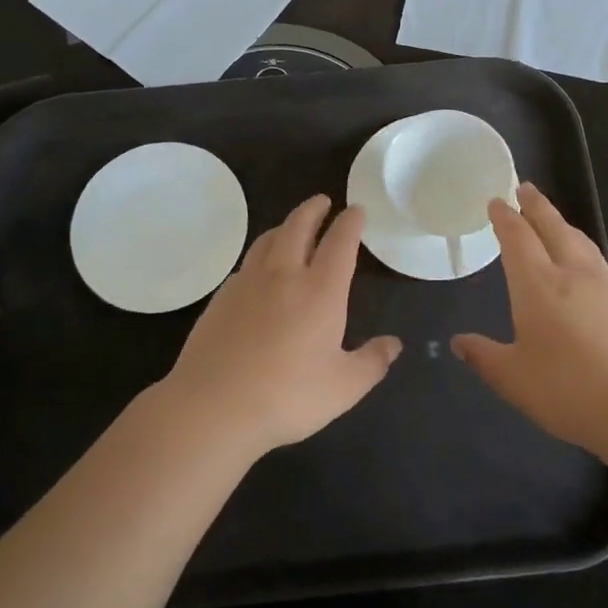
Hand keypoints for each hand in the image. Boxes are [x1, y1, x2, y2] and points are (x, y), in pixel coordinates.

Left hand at [160, 195, 400, 460]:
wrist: (213, 406)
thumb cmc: (288, 396)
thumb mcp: (344, 387)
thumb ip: (372, 362)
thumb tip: (393, 344)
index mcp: (320, 290)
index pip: (340, 242)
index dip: (350, 222)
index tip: (356, 210)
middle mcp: (284, 275)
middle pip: (299, 226)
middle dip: (314, 209)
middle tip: (323, 201)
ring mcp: (247, 283)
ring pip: (268, 239)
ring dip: (285, 226)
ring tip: (293, 227)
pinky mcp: (221, 298)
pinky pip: (247, 264)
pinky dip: (261, 255)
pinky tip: (260, 270)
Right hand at [452, 183, 607, 459]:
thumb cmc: (568, 391)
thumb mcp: (513, 380)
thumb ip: (484, 357)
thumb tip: (458, 342)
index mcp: (538, 285)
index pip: (518, 238)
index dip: (505, 218)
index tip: (497, 201)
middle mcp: (572, 274)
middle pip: (553, 227)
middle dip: (536, 206)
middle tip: (525, 188)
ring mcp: (604, 287)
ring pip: (579, 241)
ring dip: (560, 223)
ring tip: (551, 219)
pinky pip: (595, 260)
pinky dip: (579, 246)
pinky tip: (580, 263)